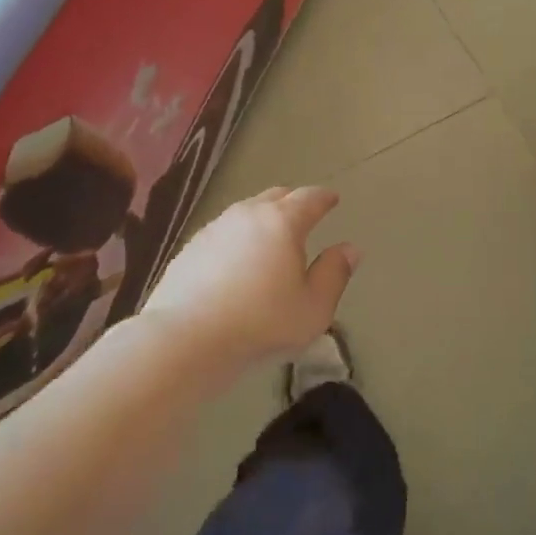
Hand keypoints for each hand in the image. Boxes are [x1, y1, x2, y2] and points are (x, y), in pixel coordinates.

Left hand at [142, 186, 358, 379]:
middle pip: (275, 196)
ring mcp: (214, 228)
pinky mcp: (190, 248)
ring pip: (246, 212)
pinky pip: (224, 232)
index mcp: (282, 222)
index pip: (309, 198)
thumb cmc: (261, 323)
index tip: (332, 198)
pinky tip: (238, 259)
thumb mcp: (313, 308)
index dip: (324, 198)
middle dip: (294, 201)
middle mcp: (247, 215)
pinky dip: (239, 237)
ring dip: (263, 218)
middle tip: (305, 212)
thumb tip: (349, 249)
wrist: (186, 338)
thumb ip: (334, 274)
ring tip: (271, 237)